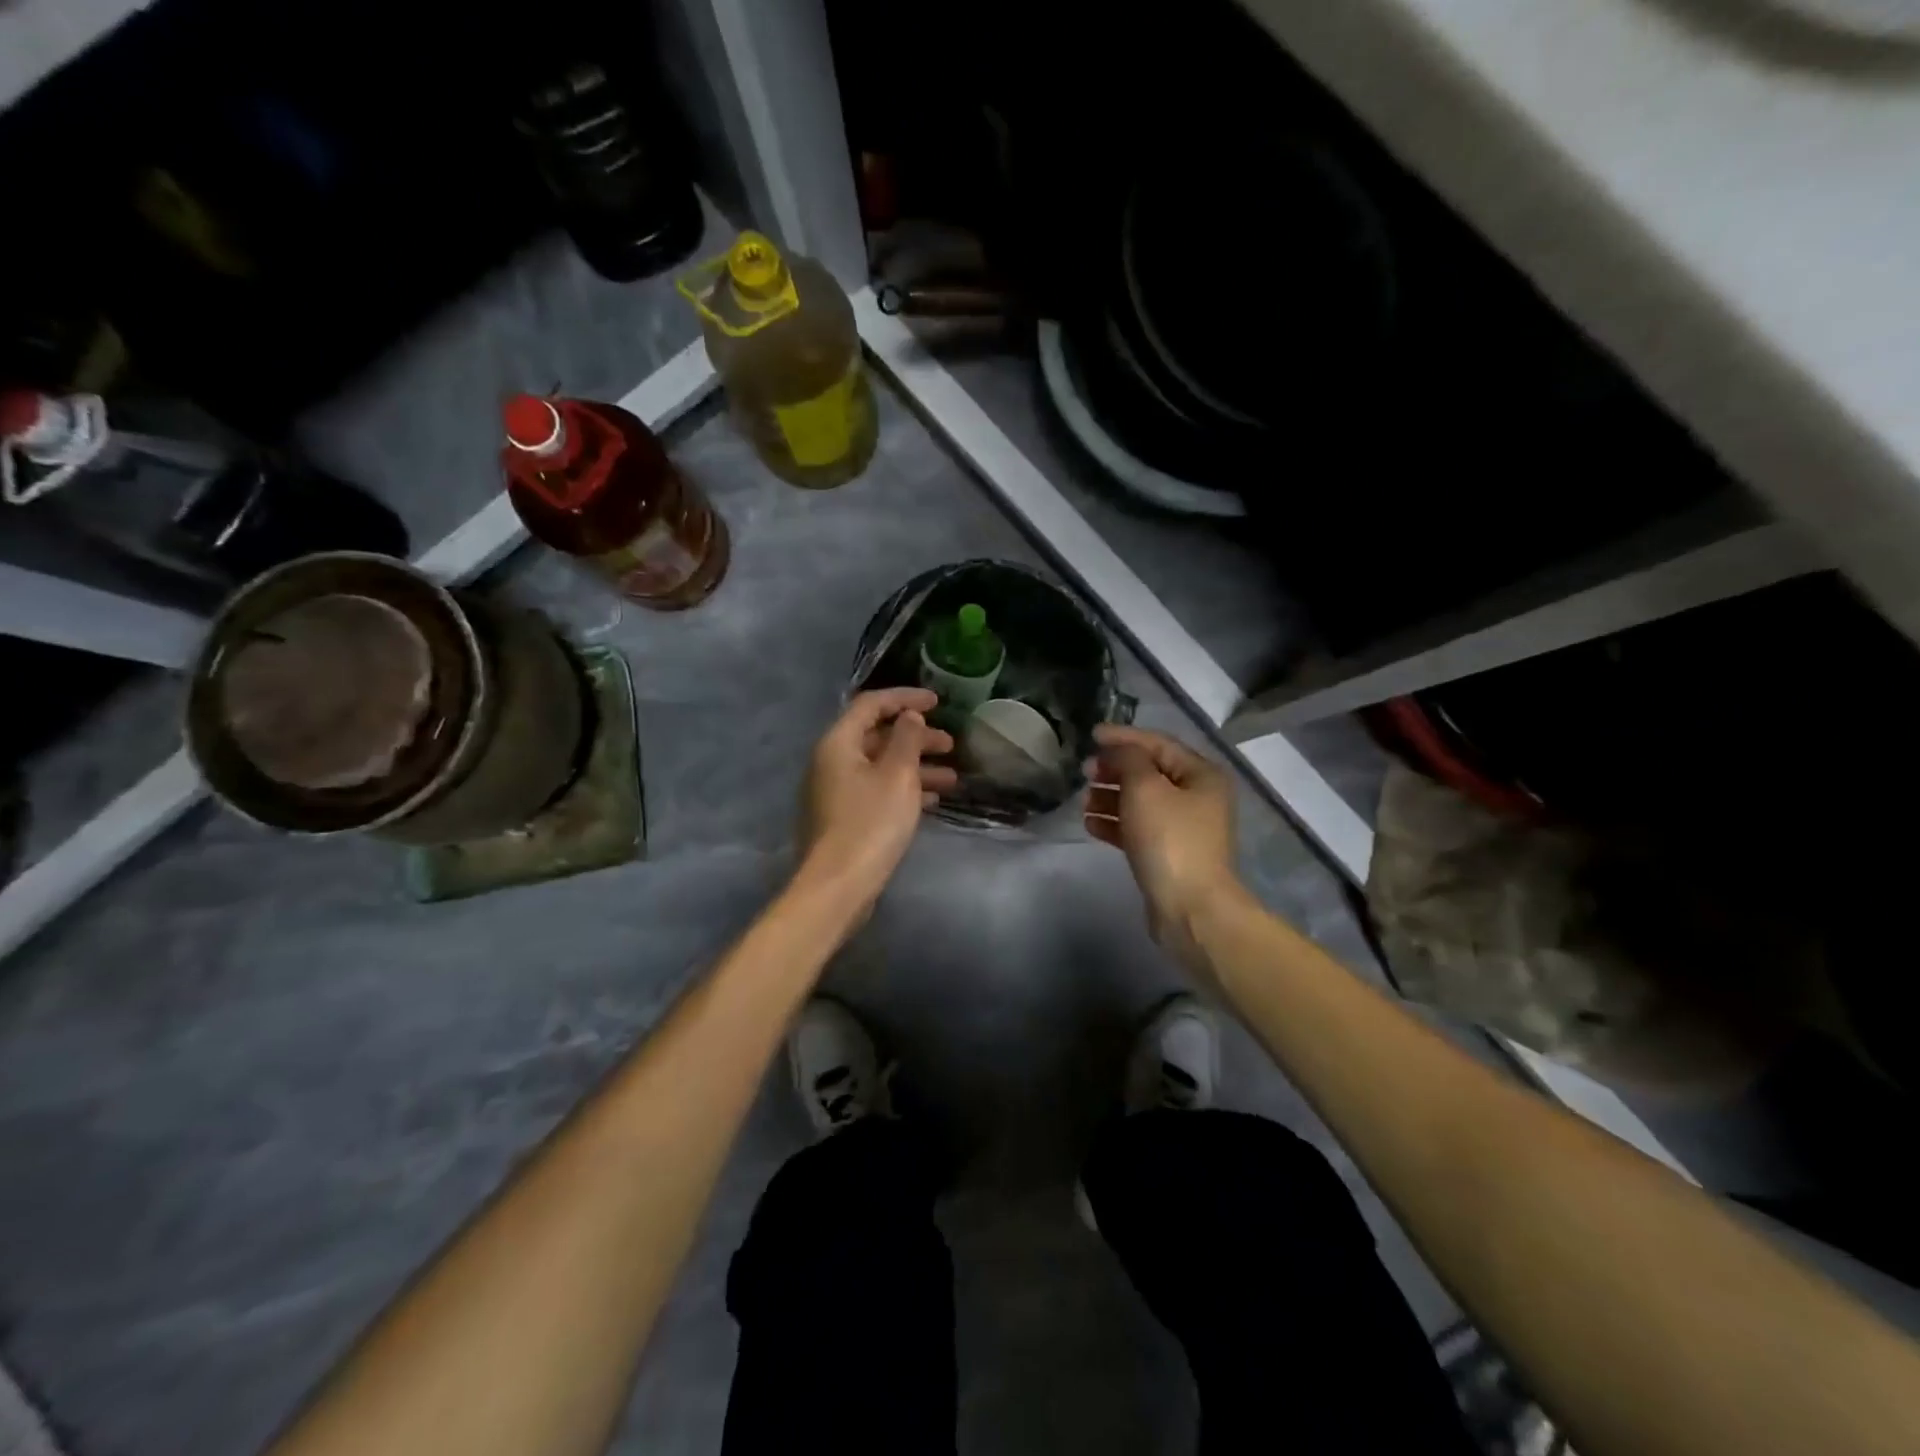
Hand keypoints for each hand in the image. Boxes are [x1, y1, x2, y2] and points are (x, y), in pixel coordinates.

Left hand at [798, 688, 957, 908]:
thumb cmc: (871, 823)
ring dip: (915, 767)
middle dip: (916, 738)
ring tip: (952, 778)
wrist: (838, 885)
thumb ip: (906, 739)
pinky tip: (932, 802)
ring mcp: (835, 792)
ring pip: (880, 767)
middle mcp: (831, 762)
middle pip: (877, 737)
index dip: (905, 699)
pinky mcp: (843, 817)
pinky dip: (903, 790)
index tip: (937, 702)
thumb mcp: (897, 775)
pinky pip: (876, 791)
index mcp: (838, 743)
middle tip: (951, 744)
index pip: (871, 705)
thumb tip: (909, 716)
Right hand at [1085, 724, 1242, 965]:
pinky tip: (1090, 825)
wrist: (1190, 908)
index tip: (1090, 736)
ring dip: (1110, 797)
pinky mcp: (1169, 854)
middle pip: (1150, 772)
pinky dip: (1115, 823)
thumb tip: (1116, 751)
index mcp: (1201, 774)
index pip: (1158, 744)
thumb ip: (1128, 759)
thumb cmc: (1169, 839)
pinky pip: (1138, 829)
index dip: (1123, 737)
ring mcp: (1184, 828)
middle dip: (1115, 769)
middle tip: (1084, 771)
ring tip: (1083, 800)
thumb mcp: (1145, 787)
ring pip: (1141, 802)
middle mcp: (1198, 797)